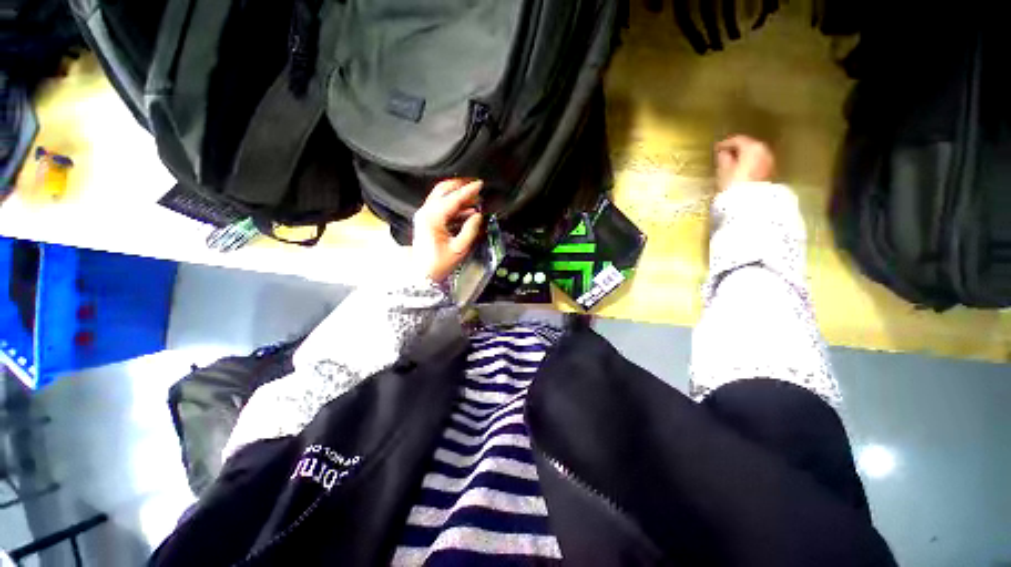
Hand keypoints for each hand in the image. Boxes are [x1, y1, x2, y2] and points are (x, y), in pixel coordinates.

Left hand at [412, 179, 483, 282]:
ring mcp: (424, 215)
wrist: (423, 273)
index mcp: (432, 218)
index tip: (480, 184)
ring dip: (458, 195)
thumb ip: (470, 230)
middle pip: (443, 190)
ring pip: (441, 196)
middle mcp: (426, 212)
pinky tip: (467, 210)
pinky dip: (454, 205)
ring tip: (475, 198)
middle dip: (460, 185)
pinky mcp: (426, 219)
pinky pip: (441, 205)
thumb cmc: (439, 263)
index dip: (468, 191)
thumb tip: (478, 216)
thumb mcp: (459, 248)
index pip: (453, 198)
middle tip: (475, 184)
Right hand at [714, 135, 775, 192]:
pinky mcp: (770, 171)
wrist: (750, 203)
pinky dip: (749, 163)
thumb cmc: (733, 185)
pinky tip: (741, 170)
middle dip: (737, 149)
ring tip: (732, 163)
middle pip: (749, 145)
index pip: (738, 140)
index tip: (716, 148)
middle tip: (724, 154)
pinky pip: (758, 162)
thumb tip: (723, 153)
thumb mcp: (723, 171)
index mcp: (752, 147)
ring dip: (743, 157)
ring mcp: (769, 161)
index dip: (725, 143)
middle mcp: (764, 151)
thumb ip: (723, 158)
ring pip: (754, 154)